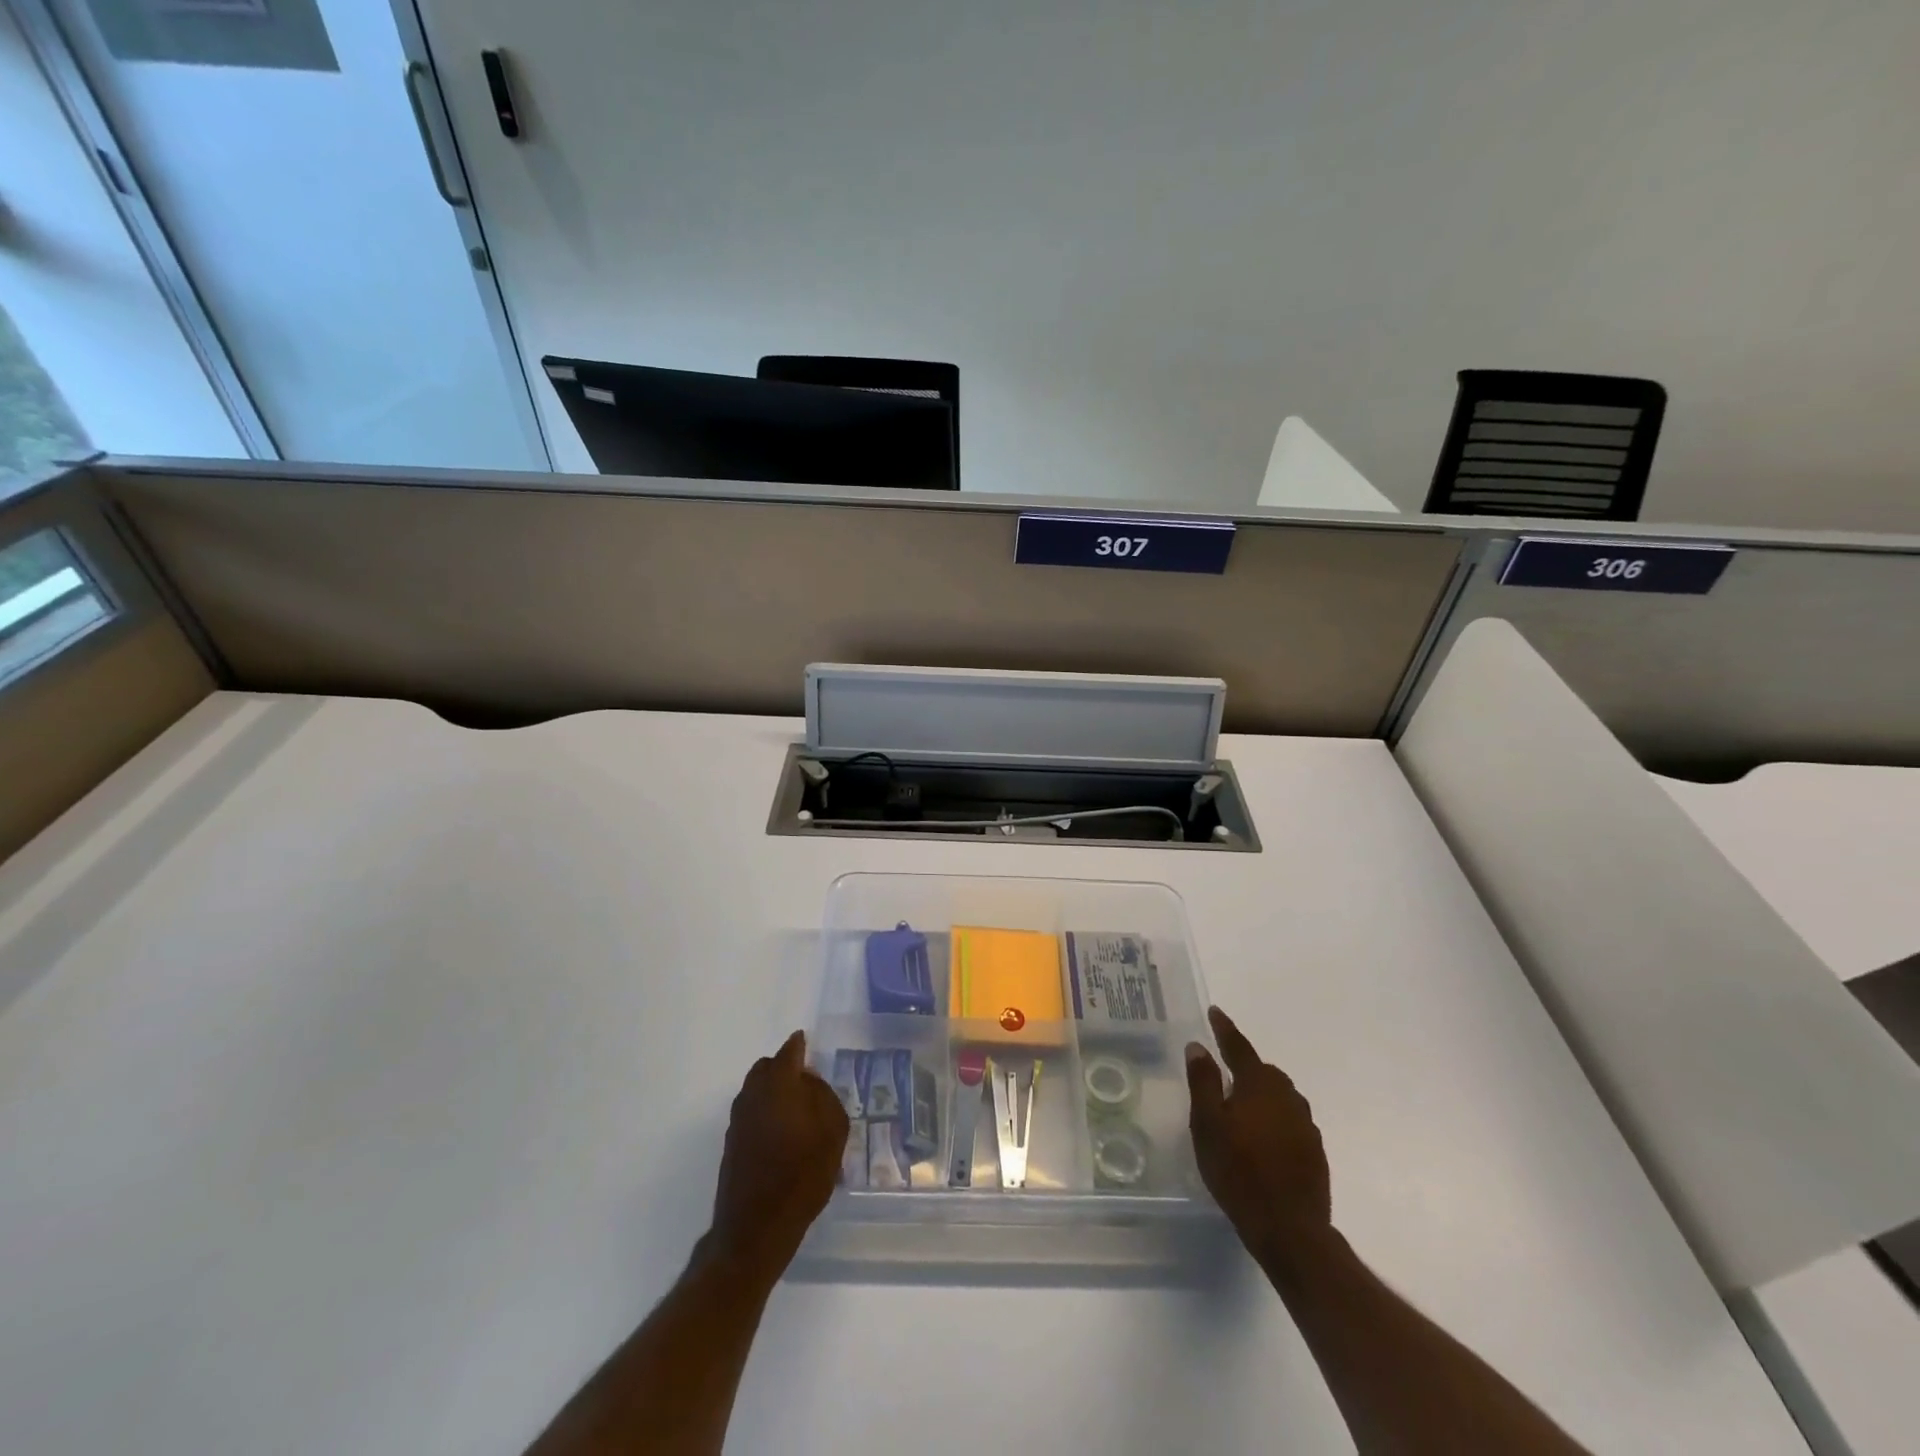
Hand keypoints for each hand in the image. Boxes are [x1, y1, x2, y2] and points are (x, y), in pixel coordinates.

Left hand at [707, 1031, 849, 1280]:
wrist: (755, 1229)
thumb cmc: (801, 1176)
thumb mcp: (832, 1133)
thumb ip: (823, 1097)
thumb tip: (809, 1079)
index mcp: (779, 1085)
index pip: (789, 1052)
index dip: (799, 1045)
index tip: (806, 1040)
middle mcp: (753, 1095)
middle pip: (766, 1067)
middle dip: (784, 1066)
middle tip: (806, 1080)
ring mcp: (738, 1120)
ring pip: (755, 1089)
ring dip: (773, 1089)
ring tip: (796, 1108)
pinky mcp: (731, 1143)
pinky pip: (751, 1111)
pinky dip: (765, 1110)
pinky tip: (782, 1131)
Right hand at [1187, 1005, 1332, 1269]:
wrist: (1290, 1230)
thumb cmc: (1239, 1171)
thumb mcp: (1207, 1125)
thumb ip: (1203, 1082)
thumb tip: (1198, 1046)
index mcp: (1259, 1084)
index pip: (1238, 1047)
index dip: (1225, 1029)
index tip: (1215, 1012)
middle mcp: (1287, 1096)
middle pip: (1263, 1071)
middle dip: (1243, 1067)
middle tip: (1222, 1074)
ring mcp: (1305, 1125)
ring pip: (1279, 1096)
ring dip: (1260, 1095)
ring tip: (1240, 1109)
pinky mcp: (1314, 1151)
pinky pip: (1289, 1121)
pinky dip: (1273, 1120)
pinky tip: (1260, 1139)